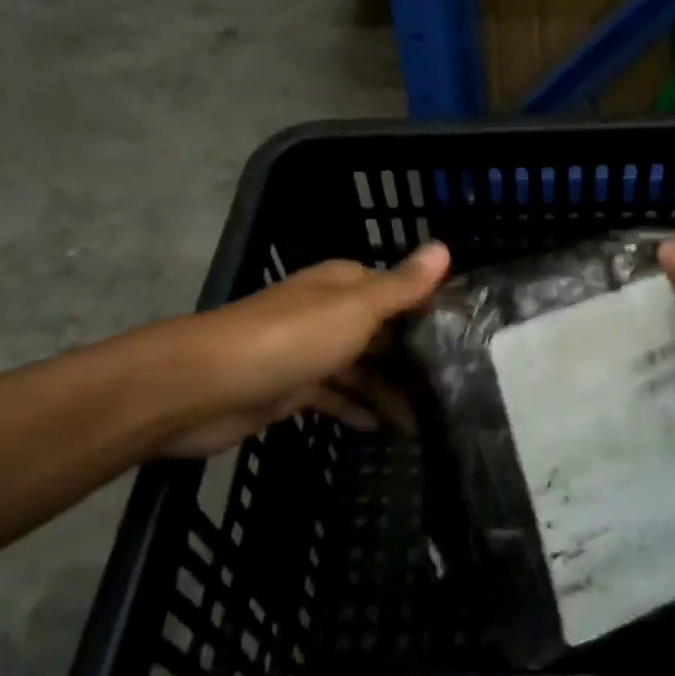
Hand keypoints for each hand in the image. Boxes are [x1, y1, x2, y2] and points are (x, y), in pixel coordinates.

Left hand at [155, 243, 450, 454]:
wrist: (206, 385)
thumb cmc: (290, 339)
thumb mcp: (356, 308)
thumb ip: (401, 286)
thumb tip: (445, 246)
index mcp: (343, 285)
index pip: (398, 291)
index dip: (430, 311)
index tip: (468, 338)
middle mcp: (327, 312)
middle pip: (381, 332)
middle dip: (413, 357)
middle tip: (455, 388)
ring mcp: (307, 351)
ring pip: (360, 368)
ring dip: (389, 389)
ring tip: (427, 419)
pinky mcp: (290, 389)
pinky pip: (335, 396)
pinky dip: (357, 408)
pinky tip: (382, 428)